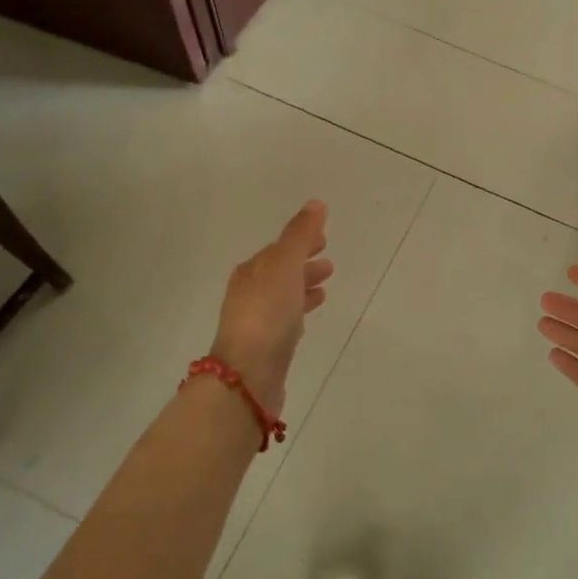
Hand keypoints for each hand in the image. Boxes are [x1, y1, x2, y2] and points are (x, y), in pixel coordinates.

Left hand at [210, 200, 332, 417]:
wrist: (248, 374)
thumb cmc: (266, 314)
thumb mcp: (285, 266)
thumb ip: (300, 235)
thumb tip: (315, 204)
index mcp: (250, 272)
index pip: (278, 249)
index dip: (300, 241)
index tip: (324, 237)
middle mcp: (249, 293)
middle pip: (280, 272)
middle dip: (303, 263)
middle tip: (329, 261)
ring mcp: (256, 321)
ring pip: (284, 295)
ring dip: (304, 286)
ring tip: (327, 284)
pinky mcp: (267, 346)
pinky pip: (287, 319)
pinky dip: (300, 309)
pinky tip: (310, 315)